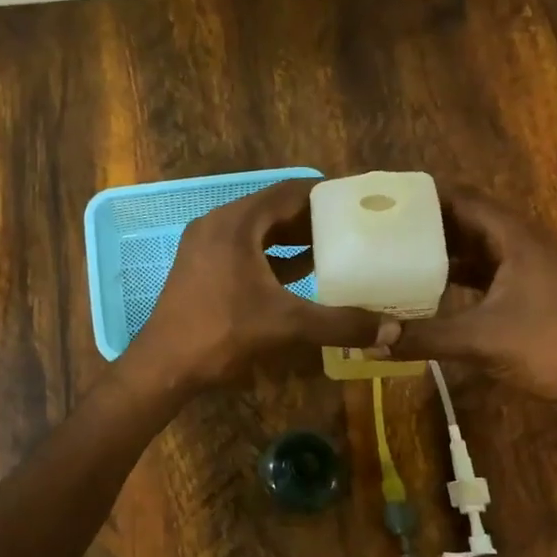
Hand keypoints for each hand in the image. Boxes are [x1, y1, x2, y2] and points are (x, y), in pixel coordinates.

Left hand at [129, 179, 385, 390]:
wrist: (164, 364)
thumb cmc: (222, 333)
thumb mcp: (286, 325)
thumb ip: (340, 324)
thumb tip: (392, 331)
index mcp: (236, 223)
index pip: (289, 192)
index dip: (325, 194)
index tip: (357, 200)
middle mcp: (218, 224)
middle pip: (273, 209)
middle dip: (312, 217)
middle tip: (352, 223)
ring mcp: (205, 245)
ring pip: (258, 230)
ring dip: (292, 237)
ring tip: (334, 245)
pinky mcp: (201, 266)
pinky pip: (244, 249)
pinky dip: (272, 255)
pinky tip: (300, 271)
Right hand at [389, 187, 556, 407]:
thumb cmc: (547, 347)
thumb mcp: (480, 341)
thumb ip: (424, 337)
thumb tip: (371, 342)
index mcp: (516, 240)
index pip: (465, 201)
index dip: (429, 197)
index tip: (390, 199)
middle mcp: (523, 245)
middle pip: (470, 220)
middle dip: (429, 222)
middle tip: (385, 226)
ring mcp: (529, 269)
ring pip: (478, 247)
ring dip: (443, 248)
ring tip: (398, 251)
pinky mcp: (529, 291)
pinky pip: (486, 270)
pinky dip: (458, 273)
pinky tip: (430, 286)